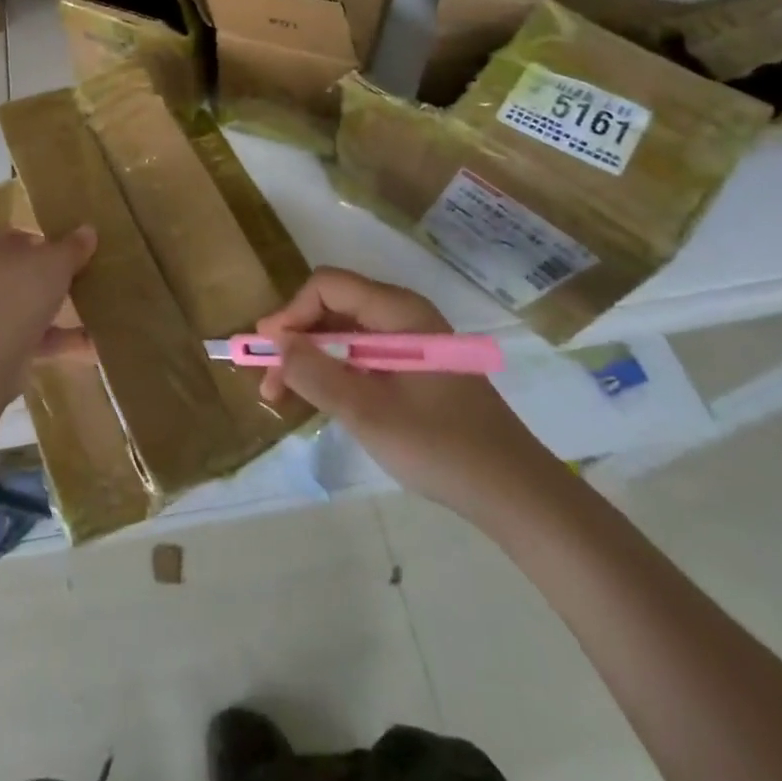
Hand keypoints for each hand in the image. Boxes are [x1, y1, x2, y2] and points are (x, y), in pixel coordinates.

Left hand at [0, 224, 96, 399]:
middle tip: (81, 276)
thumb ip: (72, 246)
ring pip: (20, 306)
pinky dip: (54, 339)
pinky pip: (25, 337)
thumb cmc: (13, 292)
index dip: (40, 237)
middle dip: (48, 276)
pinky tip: (91, 343)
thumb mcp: (54, 262)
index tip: (68, 247)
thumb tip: (88, 231)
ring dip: (53, 310)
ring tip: (93, 310)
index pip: (8, 231)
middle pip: (15, 270)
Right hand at [257, 267, 562, 518]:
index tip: (266, 351)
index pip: (328, 286)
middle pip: (332, 307)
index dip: (291, 313)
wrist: (515, 494)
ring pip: (343, 333)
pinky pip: (360, 355)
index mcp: (398, 311)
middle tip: (268, 380)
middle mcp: (402, 316)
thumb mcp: (367, 412)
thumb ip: (316, 373)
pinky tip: (315, 399)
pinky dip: (332, 372)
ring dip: (308, 358)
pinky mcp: (412, 368)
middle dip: (295, 339)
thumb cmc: (441, 446)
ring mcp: (408, 342)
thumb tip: (274, 342)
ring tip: (281, 396)